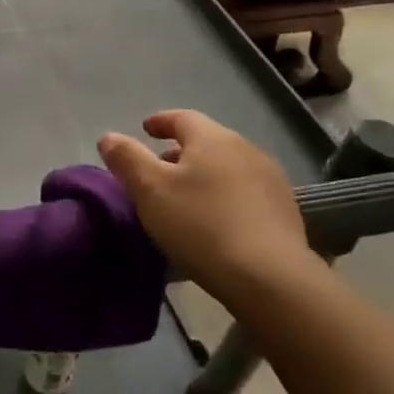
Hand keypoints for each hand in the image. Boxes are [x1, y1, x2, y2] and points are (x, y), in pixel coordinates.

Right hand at [98, 109, 315, 300]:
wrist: (269, 276)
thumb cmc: (200, 225)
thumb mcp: (149, 190)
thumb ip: (126, 158)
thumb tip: (109, 137)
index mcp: (212, 138)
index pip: (182, 117)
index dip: (160, 121)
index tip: (145, 129)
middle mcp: (246, 149)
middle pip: (207, 141)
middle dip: (180, 151)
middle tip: (159, 170)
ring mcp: (270, 179)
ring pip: (227, 166)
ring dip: (204, 174)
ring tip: (185, 198)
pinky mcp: (285, 210)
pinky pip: (245, 191)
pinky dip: (224, 195)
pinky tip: (215, 220)